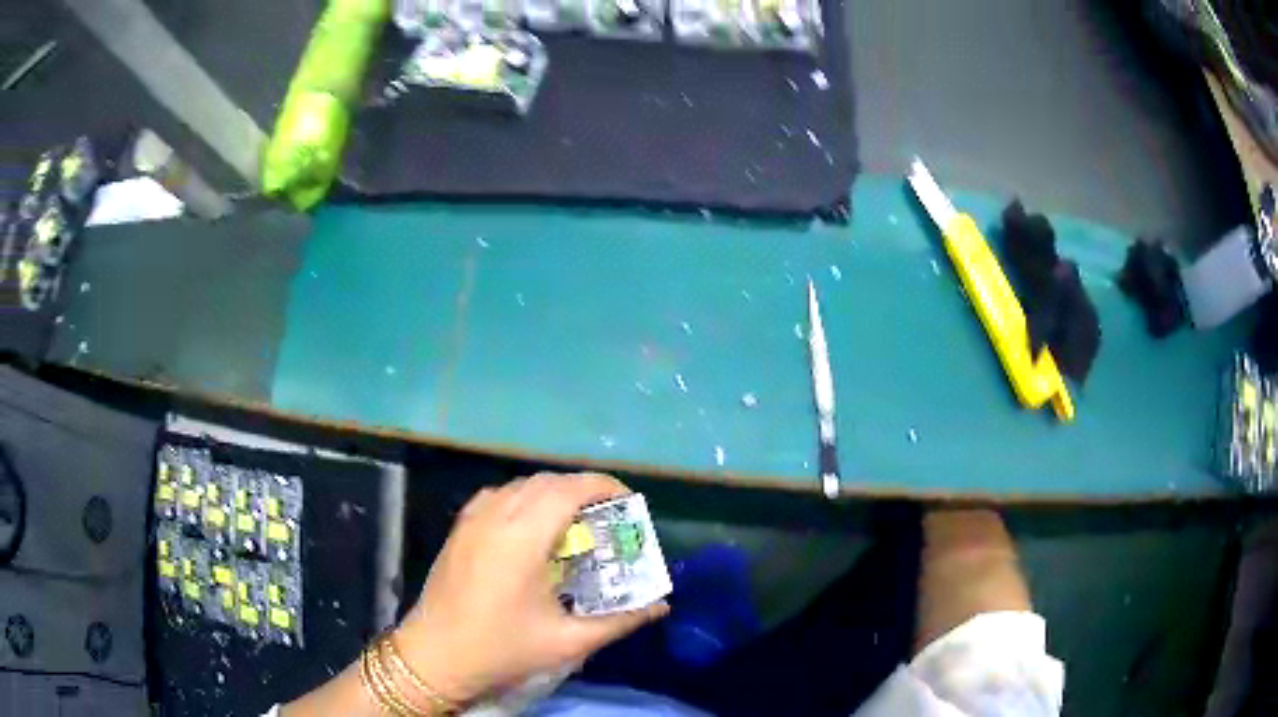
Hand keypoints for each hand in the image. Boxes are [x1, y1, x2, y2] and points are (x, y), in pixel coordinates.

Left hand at [394, 472, 669, 703]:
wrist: (435, 656)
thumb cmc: (501, 649)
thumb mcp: (567, 641)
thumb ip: (619, 621)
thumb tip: (660, 607)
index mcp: (522, 539)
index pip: (568, 490)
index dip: (603, 486)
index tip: (628, 501)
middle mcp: (495, 517)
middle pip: (547, 482)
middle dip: (583, 490)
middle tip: (609, 517)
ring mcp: (472, 519)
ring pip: (521, 485)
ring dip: (553, 492)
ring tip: (576, 521)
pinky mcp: (460, 528)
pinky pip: (499, 496)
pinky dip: (525, 499)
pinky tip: (534, 528)